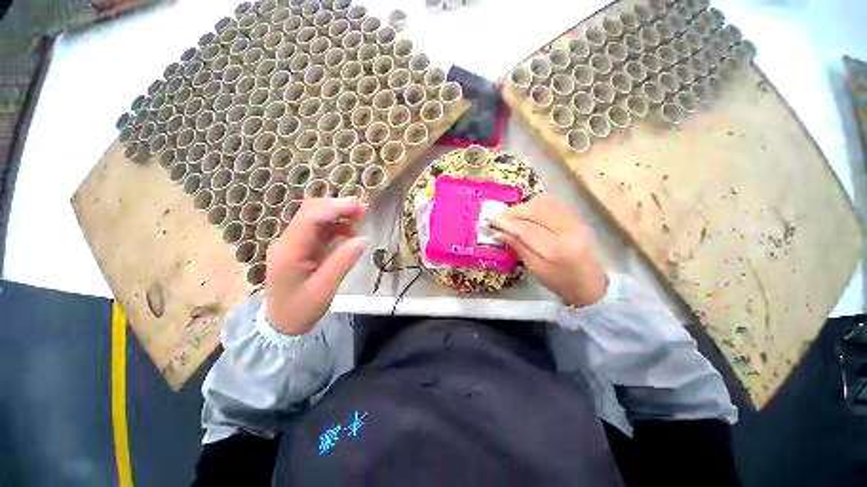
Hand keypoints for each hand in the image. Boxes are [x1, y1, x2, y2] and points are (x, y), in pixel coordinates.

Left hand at [265, 198, 367, 335]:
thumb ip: (343, 261)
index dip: (335, 208)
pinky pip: (318, 230)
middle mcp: (288, 241)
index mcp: (289, 250)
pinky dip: (335, 226)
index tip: (359, 207)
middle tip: (363, 209)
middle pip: (310, 212)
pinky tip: (349, 232)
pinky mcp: (300, 247)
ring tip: (360, 217)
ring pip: (315, 218)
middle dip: (337, 206)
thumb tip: (362, 239)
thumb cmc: (301, 309)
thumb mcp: (325, 288)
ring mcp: (293, 243)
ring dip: (338, 214)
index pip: (310, 218)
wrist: (281, 324)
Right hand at [491, 194, 606, 307]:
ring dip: (524, 206)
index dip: (507, 223)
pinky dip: (535, 205)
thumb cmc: (560, 282)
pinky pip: (552, 204)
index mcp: (559, 249)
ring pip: (544, 203)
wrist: (590, 283)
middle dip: (514, 211)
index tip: (491, 220)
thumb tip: (499, 232)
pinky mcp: (576, 218)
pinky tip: (526, 213)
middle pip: (536, 211)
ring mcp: (575, 221)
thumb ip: (518, 247)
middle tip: (498, 216)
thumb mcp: (535, 269)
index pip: (528, 229)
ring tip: (510, 215)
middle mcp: (569, 229)